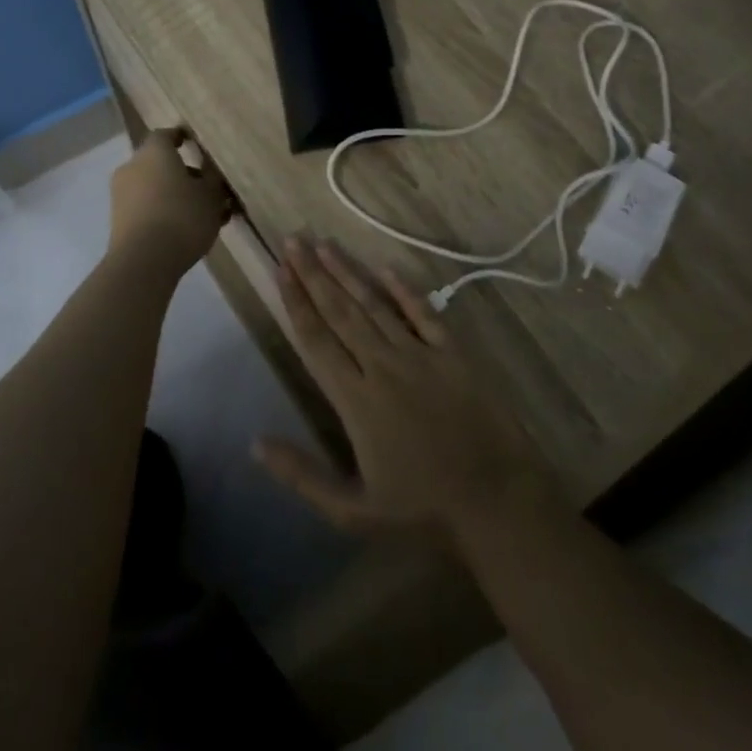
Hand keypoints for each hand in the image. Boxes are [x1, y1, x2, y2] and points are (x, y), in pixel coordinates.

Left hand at [108, 129, 232, 273]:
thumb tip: (210, 173)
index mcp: (154, 152)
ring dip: (177, 196)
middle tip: (210, 189)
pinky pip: (147, 208)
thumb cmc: (182, 217)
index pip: (166, 135)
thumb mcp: (211, 196)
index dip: (181, 138)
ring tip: (205, 215)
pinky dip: (165, 213)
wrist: (143, 261)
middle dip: (185, 174)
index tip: (195, 144)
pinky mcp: (119, 221)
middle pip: (160, 164)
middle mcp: (133, 167)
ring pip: (155, 188)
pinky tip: (187, 230)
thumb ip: (213, 180)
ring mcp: (122, 195)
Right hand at [255, 238, 561, 543]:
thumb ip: (302, 475)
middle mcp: (383, 366)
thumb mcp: (352, 511)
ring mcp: (421, 356)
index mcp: (356, 399)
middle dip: (313, 274)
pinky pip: (424, 314)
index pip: (316, 340)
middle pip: (341, 312)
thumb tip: (254, 444)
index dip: (296, 303)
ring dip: (348, 273)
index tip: (281, 270)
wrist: (497, 502)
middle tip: (293, 239)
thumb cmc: (422, 511)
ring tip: (325, 244)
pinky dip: (403, 290)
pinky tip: (384, 268)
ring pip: (375, 305)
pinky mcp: (454, 355)